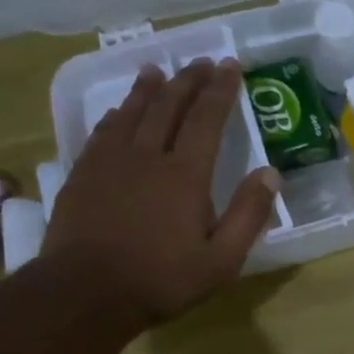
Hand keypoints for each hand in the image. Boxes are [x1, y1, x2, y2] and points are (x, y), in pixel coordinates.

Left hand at [43, 59, 280, 324]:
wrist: (86, 292)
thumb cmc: (163, 279)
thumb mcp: (222, 259)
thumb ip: (248, 215)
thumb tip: (270, 174)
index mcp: (185, 175)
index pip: (207, 120)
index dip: (220, 91)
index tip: (231, 66)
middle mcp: (147, 156)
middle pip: (168, 106)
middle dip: (188, 80)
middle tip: (201, 62)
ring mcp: (110, 162)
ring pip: (132, 112)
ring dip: (149, 88)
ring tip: (159, 69)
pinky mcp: (83, 174)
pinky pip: (104, 131)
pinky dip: (118, 114)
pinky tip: (120, 111)